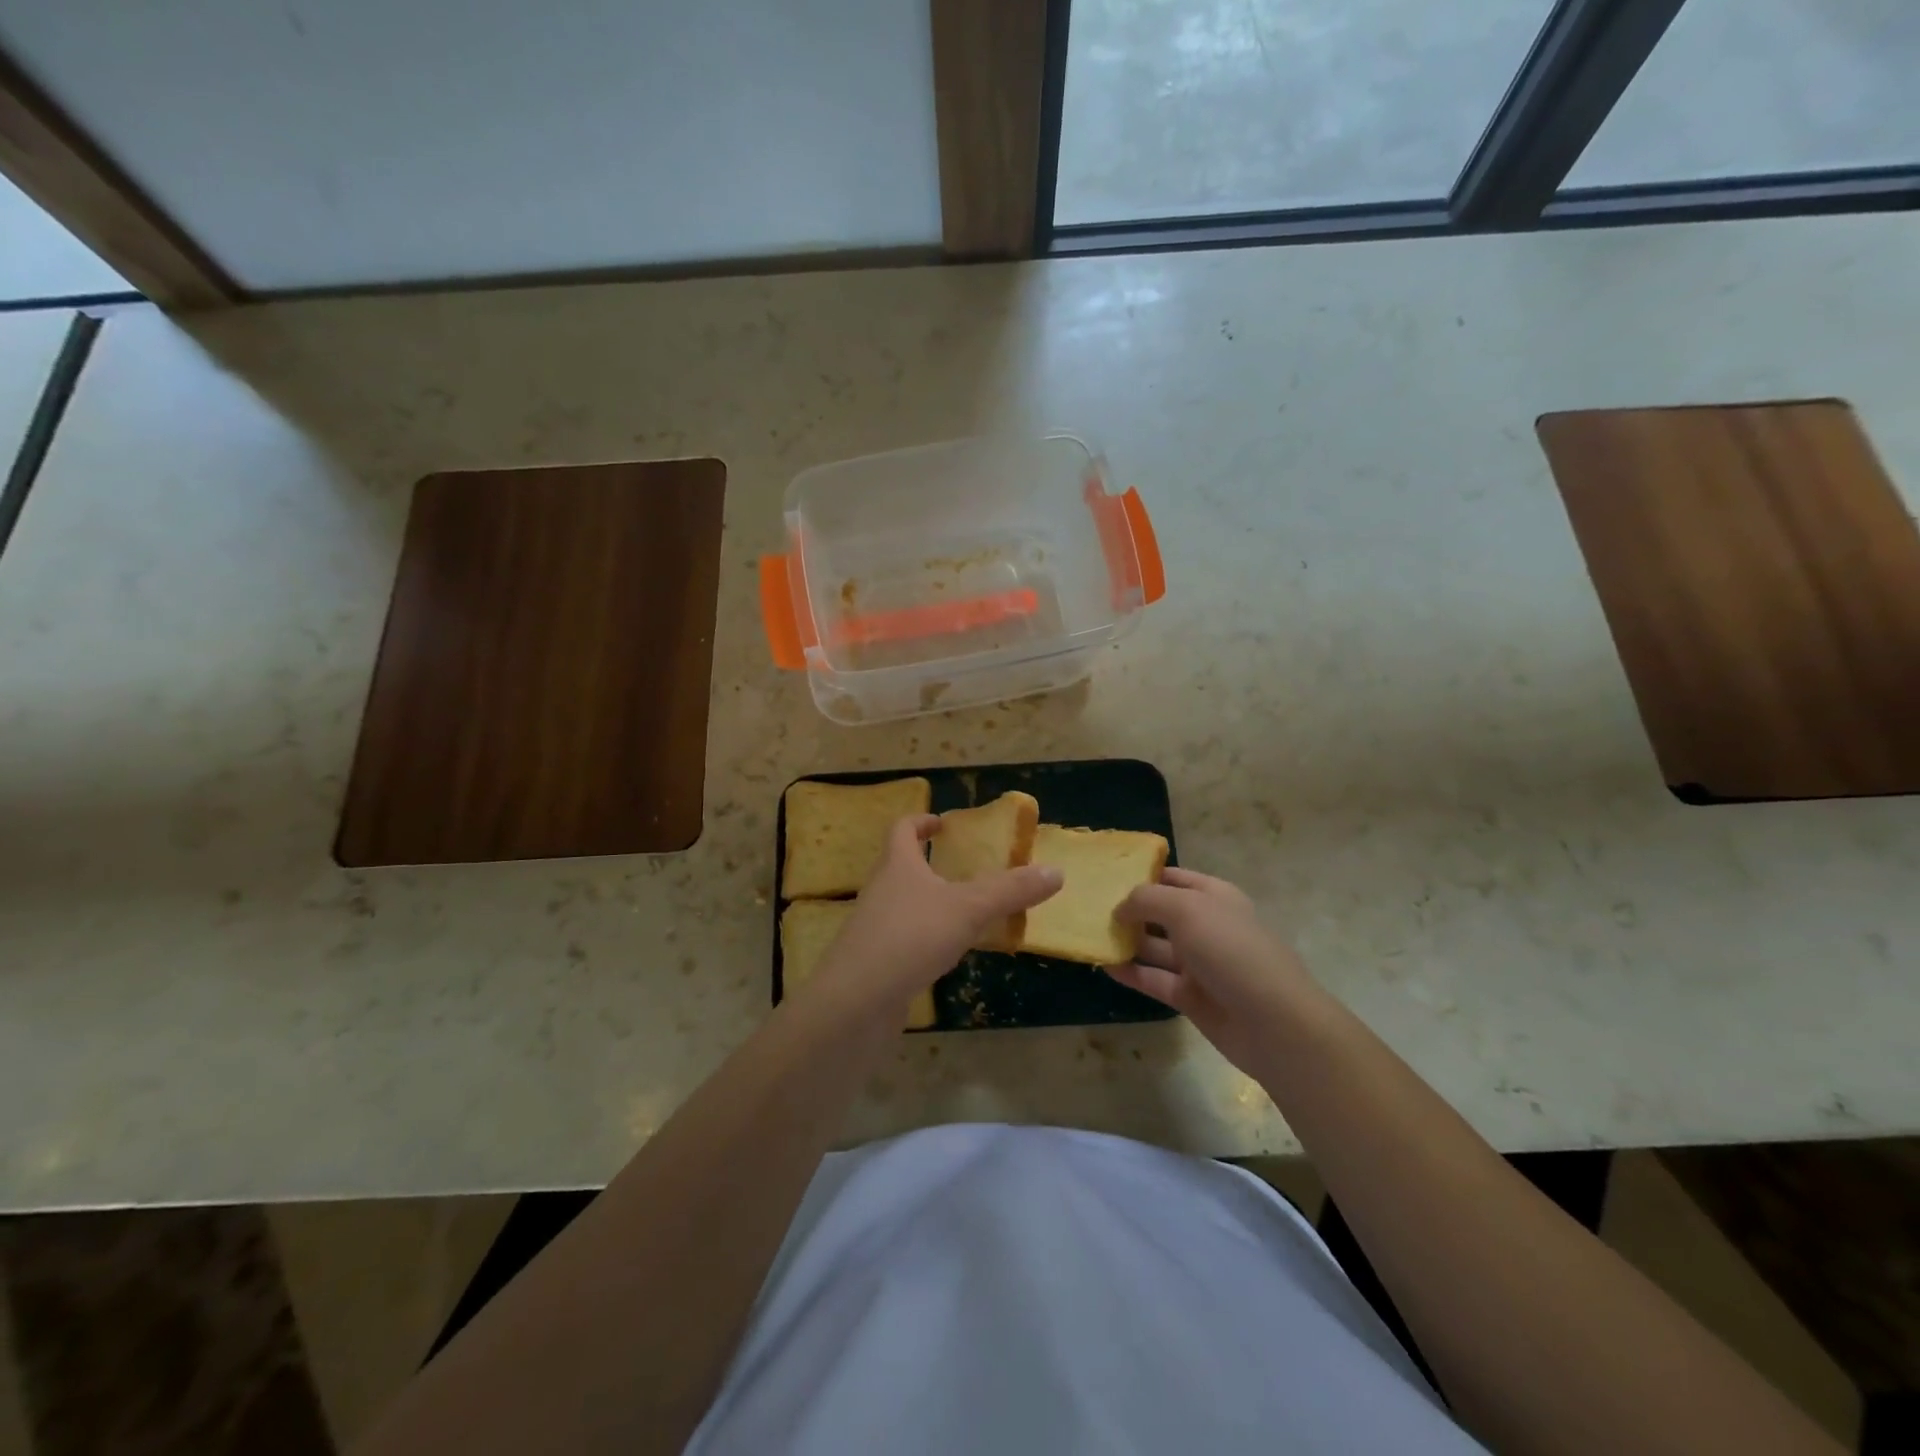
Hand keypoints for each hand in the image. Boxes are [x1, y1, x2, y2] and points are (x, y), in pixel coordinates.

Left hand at [804, 815, 1062, 1025]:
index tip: (942, 822)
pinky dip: (926, 939)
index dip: (921, 821)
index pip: (902, 829)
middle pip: (900, 866)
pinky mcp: (875, 963)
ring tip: (965, 912)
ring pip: (904, 905)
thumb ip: (1010, 890)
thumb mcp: (968, 909)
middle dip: (929, 863)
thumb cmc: (910, 938)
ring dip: (930, 903)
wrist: (855, 1002)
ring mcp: (874, 929)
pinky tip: (947, 955)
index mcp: (897, 865)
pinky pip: (904, 940)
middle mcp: (881, 891)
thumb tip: (1056, 871)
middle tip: (963, 867)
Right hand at [1108, 866, 1323, 1075]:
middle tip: (1087, 906)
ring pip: (1154, 946)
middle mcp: (1205, 925)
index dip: (1142, 875)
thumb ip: (1146, 900)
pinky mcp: (1190, 996)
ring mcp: (1198, 963)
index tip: (1106, 876)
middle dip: (1128, 909)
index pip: (1172, 877)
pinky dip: (1130, 972)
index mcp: (1213, 896)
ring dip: (1125, 941)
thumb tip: (1119, 909)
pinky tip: (1103, 965)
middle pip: (1160, 912)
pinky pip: (1153, 978)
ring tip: (1089, 934)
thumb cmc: (1231, 950)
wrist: (1273, 1022)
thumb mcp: (1186, 909)